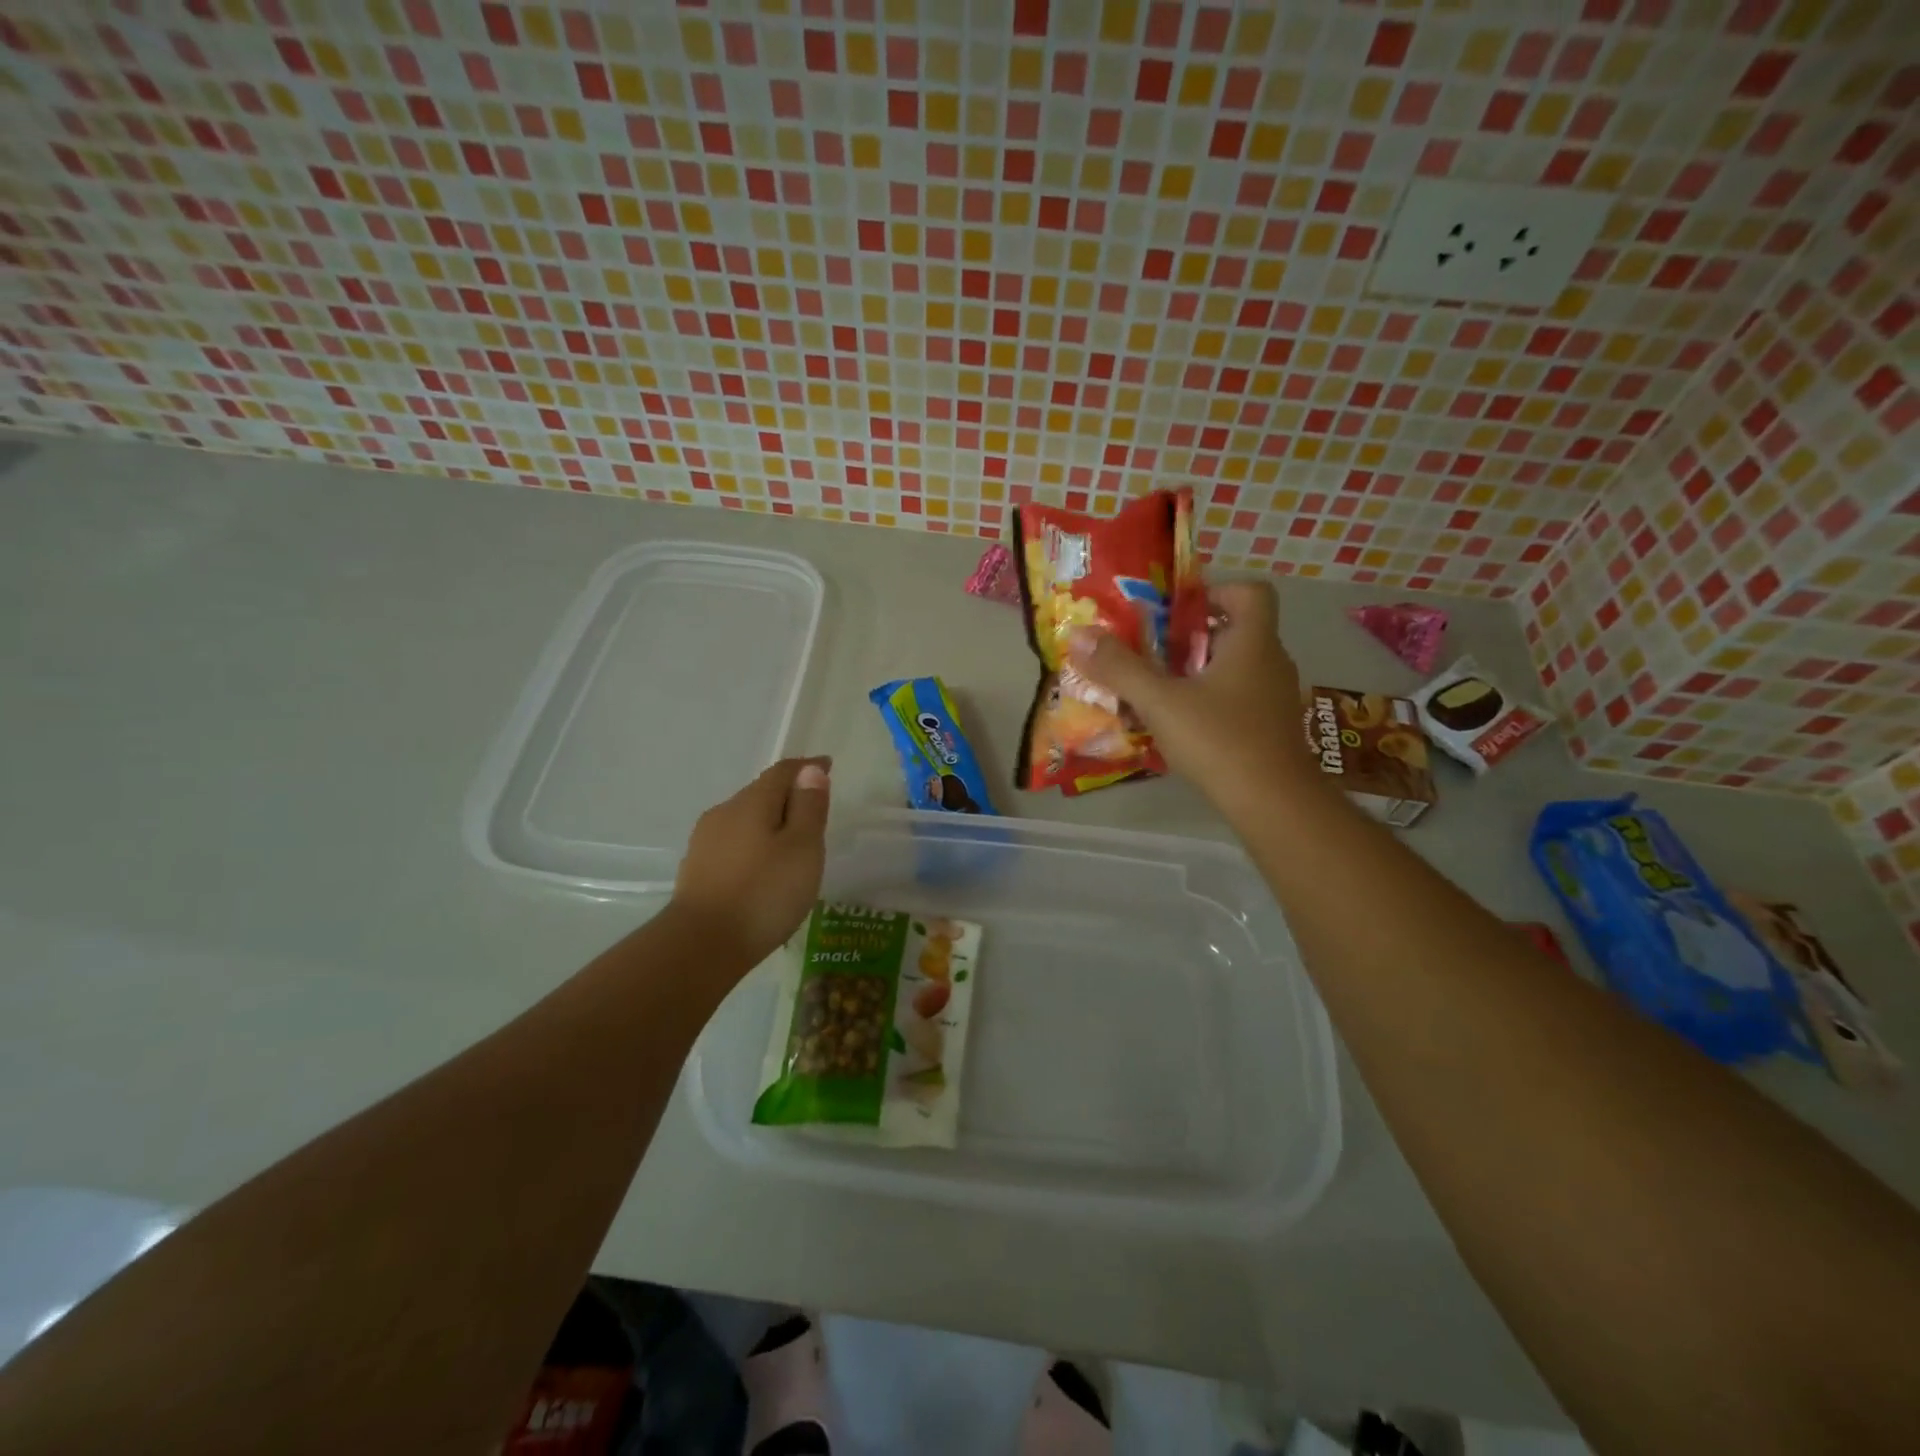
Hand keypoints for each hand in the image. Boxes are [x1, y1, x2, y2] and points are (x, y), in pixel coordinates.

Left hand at [672, 757, 830, 969]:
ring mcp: (705, 842)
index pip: (783, 771)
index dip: (808, 767)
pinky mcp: (697, 870)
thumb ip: (809, 807)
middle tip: (814, 810)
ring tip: (791, 844)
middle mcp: (724, 813)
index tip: (828, 766)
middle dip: (788, 795)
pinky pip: (734, 845)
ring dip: (769, 823)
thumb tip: (810, 770)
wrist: (700, 946)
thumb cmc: (763, 893)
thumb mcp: (802, 848)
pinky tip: (762, 869)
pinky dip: (754, 846)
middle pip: (761, 793)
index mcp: (752, 802)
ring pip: (745, 820)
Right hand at [1070, 581, 1319, 810]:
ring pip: (1237, 667)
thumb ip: (1120, 668)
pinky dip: (1211, 700)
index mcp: (1253, 642)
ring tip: (1160, 687)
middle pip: (1237, 630)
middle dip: (1193, 635)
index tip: (1177, 609)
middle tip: (1153, 649)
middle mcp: (1272, 662)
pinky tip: (1182, 725)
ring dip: (1200, 670)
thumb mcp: (1160, 701)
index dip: (1215, 590)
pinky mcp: (1272, 729)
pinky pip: (1239, 698)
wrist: (1274, 804)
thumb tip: (1079, 635)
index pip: (1251, 592)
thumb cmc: (1220, 740)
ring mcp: (1276, 698)